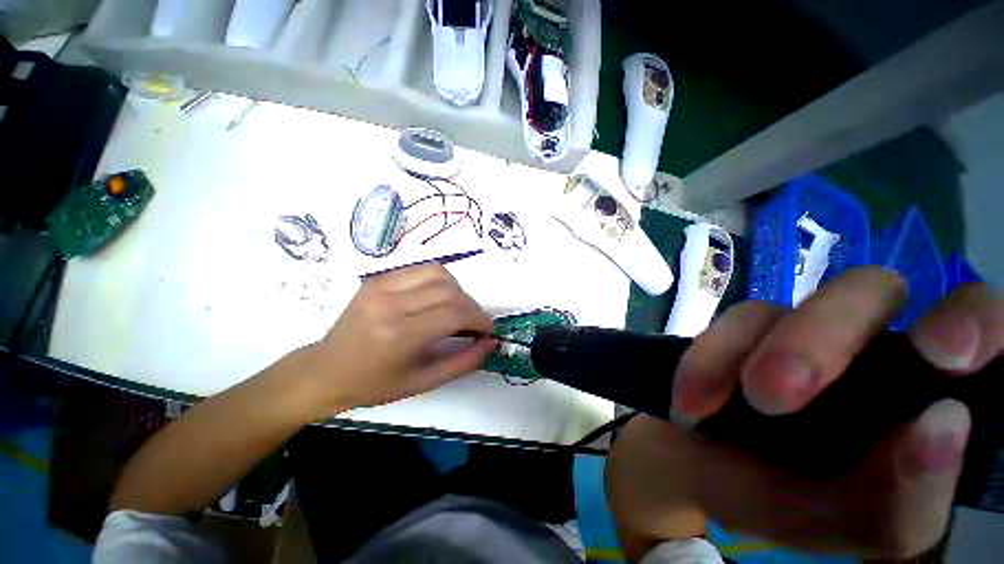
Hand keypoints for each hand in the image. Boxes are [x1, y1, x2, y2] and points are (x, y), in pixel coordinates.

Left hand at [296, 263, 496, 417]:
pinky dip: (438, 281)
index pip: (454, 314)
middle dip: (472, 306)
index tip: (488, 329)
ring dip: (457, 290)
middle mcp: (390, 304)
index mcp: (398, 335)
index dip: (480, 319)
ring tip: (455, 309)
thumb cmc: (374, 384)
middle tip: (474, 323)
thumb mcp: (423, 383)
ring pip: (438, 272)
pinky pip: (421, 269)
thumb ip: (463, 362)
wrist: (325, 370)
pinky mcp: (377, 278)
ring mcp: (381, 286)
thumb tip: (491, 342)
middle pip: (449, 291)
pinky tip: (435, 299)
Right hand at [608, 268, 1002, 558]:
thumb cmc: (783, 504)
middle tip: (778, 393)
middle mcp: (864, 347)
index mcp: (917, 394)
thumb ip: (900, 502)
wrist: (696, 469)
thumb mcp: (846, 527)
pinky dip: (707, 362)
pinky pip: (725, 326)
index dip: (971, 320)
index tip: (945, 355)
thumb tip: (945, 426)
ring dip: (753, 352)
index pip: (973, 325)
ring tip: (728, 404)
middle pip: (869, 292)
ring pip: (787, 305)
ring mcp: (793, 330)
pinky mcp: (739, 330)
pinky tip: (691, 403)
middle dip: (824, 338)